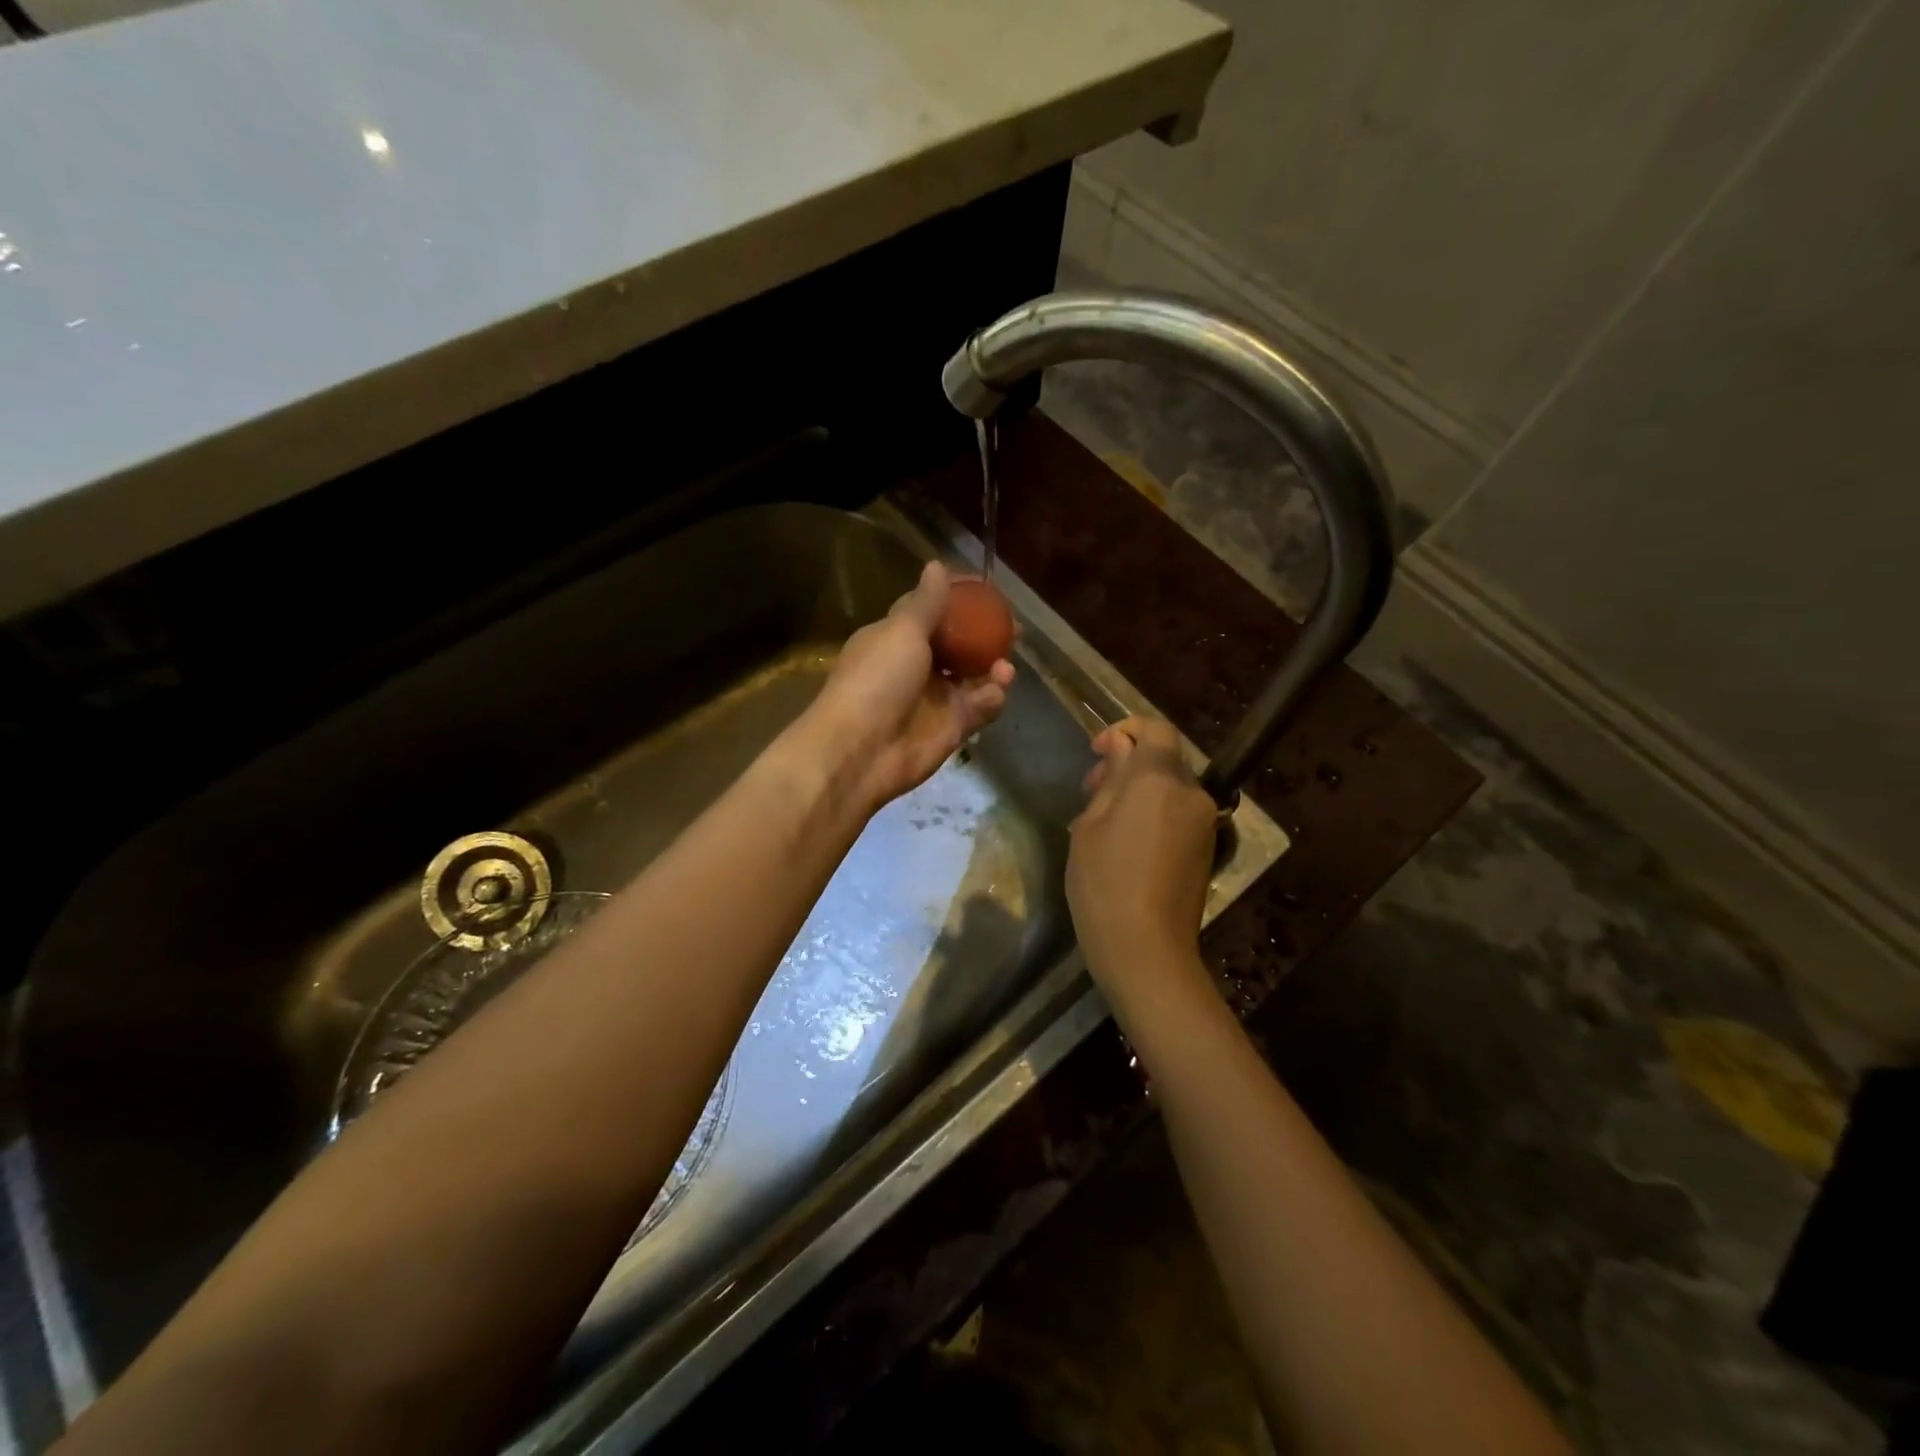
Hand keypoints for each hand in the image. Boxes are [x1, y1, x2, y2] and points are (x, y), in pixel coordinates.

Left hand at [799, 561, 1014, 812]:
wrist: (860, 750)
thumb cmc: (876, 680)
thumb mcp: (902, 631)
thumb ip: (926, 602)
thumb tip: (936, 564)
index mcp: (896, 638)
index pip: (931, 610)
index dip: (958, 598)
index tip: (987, 588)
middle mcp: (916, 666)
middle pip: (958, 644)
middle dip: (985, 634)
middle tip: (1012, 627)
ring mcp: (935, 699)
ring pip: (973, 677)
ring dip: (993, 667)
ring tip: (1006, 664)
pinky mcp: (951, 728)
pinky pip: (980, 708)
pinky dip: (992, 697)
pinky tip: (999, 688)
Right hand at [1066, 716, 1217, 1002]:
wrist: (1146, 950)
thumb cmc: (1104, 882)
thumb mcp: (1091, 825)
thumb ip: (1110, 778)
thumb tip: (1120, 746)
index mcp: (1159, 779)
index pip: (1156, 730)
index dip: (1125, 730)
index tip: (1097, 751)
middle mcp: (1191, 794)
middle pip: (1163, 760)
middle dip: (1127, 765)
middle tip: (1089, 791)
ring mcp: (1204, 824)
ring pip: (1170, 789)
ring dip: (1138, 792)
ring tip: (1101, 823)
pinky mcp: (1206, 850)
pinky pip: (1178, 815)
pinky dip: (1152, 814)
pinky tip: (1123, 845)